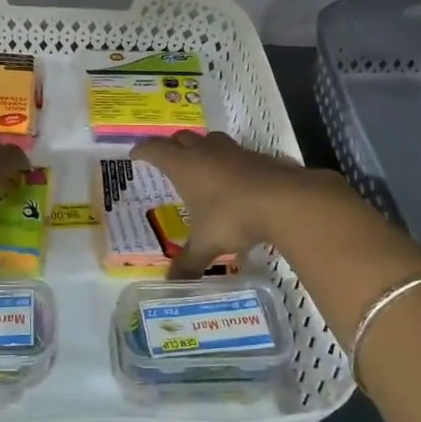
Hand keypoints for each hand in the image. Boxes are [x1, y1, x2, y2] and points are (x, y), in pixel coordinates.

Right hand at [131, 131, 352, 278]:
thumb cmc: (234, 217)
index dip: (143, 150)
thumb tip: (171, 284)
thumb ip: (188, 263)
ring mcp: (233, 151)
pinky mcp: (257, 157)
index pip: (156, 150)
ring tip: (198, 164)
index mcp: (185, 166)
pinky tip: (231, 179)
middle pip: (182, 138)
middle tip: (166, 158)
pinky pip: (234, 153)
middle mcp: (206, 152)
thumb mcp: (207, 243)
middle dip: (171, 145)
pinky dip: (226, 161)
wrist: (285, 200)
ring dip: (200, 147)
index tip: (135, 154)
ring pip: (210, 139)